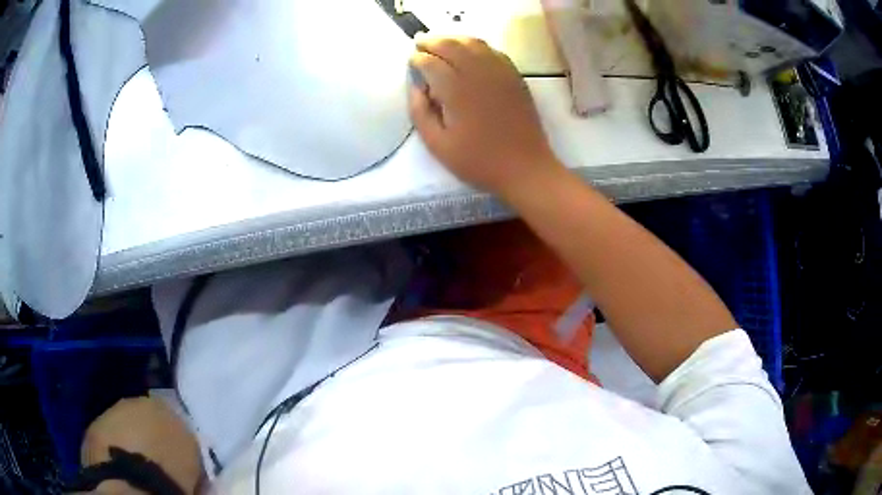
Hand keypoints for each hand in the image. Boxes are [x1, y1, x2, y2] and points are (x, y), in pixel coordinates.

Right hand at [409, 35, 562, 196]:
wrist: (525, 167)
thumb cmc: (478, 161)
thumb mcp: (438, 145)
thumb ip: (420, 112)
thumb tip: (416, 86)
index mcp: (456, 90)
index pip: (431, 62)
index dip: (418, 59)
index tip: (411, 62)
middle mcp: (478, 74)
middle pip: (451, 45)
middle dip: (432, 41)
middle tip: (419, 43)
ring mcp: (500, 73)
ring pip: (473, 43)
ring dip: (453, 39)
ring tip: (440, 42)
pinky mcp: (514, 77)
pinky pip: (493, 51)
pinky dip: (476, 45)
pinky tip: (469, 51)